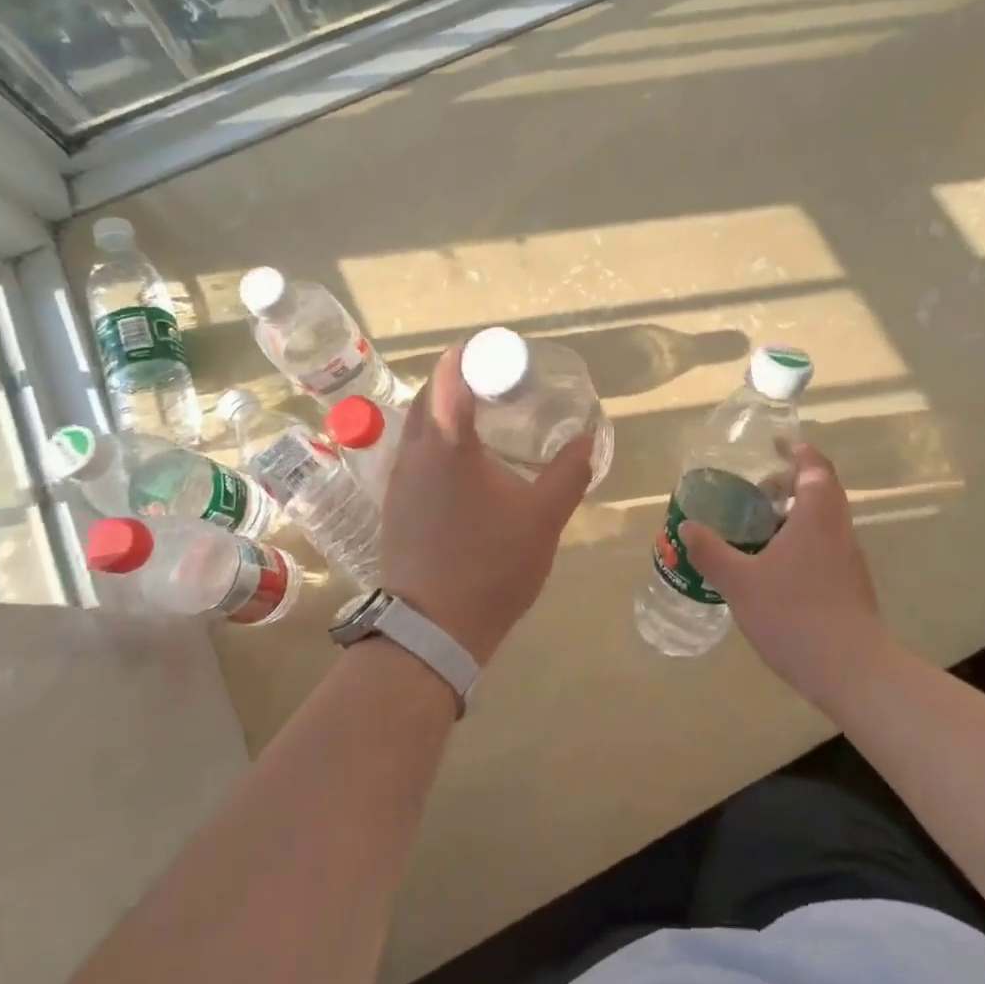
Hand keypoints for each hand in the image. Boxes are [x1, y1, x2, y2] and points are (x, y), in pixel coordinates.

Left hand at [379, 339, 594, 664]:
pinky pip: (416, 453)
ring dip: (449, 411)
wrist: (432, 630)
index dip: (474, 353)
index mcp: (447, 444)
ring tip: (488, 419)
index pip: (450, 373)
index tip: (504, 353)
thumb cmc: (490, 566)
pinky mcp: (396, 504)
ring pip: (419, 425)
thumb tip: (588, 438)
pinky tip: (468, 464)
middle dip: (463, 378)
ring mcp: (399, 480)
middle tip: (503, 384)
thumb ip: (569, 473)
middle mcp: (413, 452)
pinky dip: (440, 441)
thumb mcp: (543, 518)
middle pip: (430, 394)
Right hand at [679, 445, 895, 713]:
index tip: (778, 446)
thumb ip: (712, 552)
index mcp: (816, 517)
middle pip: (823, 492)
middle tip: (759, 491)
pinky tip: (777, 569)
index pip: (815, 468)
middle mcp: (838, 531)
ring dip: (797, 515)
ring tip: (761, 529)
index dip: (799, 452)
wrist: (852, 670)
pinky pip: (826, 547)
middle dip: (793, 484)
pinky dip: (803, 542)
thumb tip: (687, 527)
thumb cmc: (794, 615)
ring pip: (825, 522)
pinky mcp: (851, 586)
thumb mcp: (740, 583)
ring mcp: (849, 560)